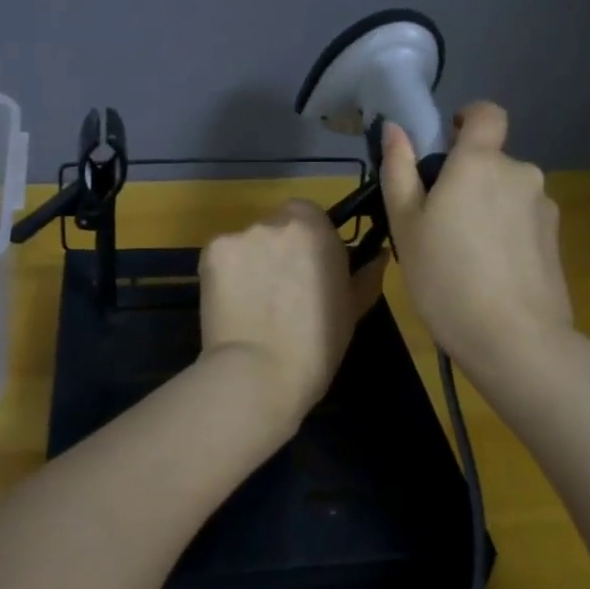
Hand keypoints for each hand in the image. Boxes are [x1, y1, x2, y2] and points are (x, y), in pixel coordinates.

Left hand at [199, 200, 388, 427]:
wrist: (258, 373)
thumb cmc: (317, 344)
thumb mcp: (353, 309)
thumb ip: (366, 274)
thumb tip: (379, 254)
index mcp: (315, 228)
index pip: (310, 215)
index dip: (310, 240)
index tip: (310, 270)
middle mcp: (276, 222)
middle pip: (277, 225)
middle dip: (279, 249)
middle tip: (281, 289)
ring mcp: (239, 235)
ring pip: (249, 241)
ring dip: (252, 261)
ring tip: (254, 302)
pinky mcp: (211, 252)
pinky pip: (223, 256)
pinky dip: (227, 274)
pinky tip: (232, 304)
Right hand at [379, 102, 573, 379]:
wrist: (515, 340)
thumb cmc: (446, 276)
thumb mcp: (406, 225)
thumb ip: (399, 170)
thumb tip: (395, 129)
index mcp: (480, 162)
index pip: (487, 113)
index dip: (469, 118)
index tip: (448, 142)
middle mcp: (519, 173)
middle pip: (491, 161)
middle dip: (467, 179)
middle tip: (437, 221)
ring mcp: (543, 207)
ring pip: (506, 193)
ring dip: (487, 207)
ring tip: (463, 254)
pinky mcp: (556, 240)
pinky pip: (522, 220)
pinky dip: (505, 232)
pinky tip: (490, 271)